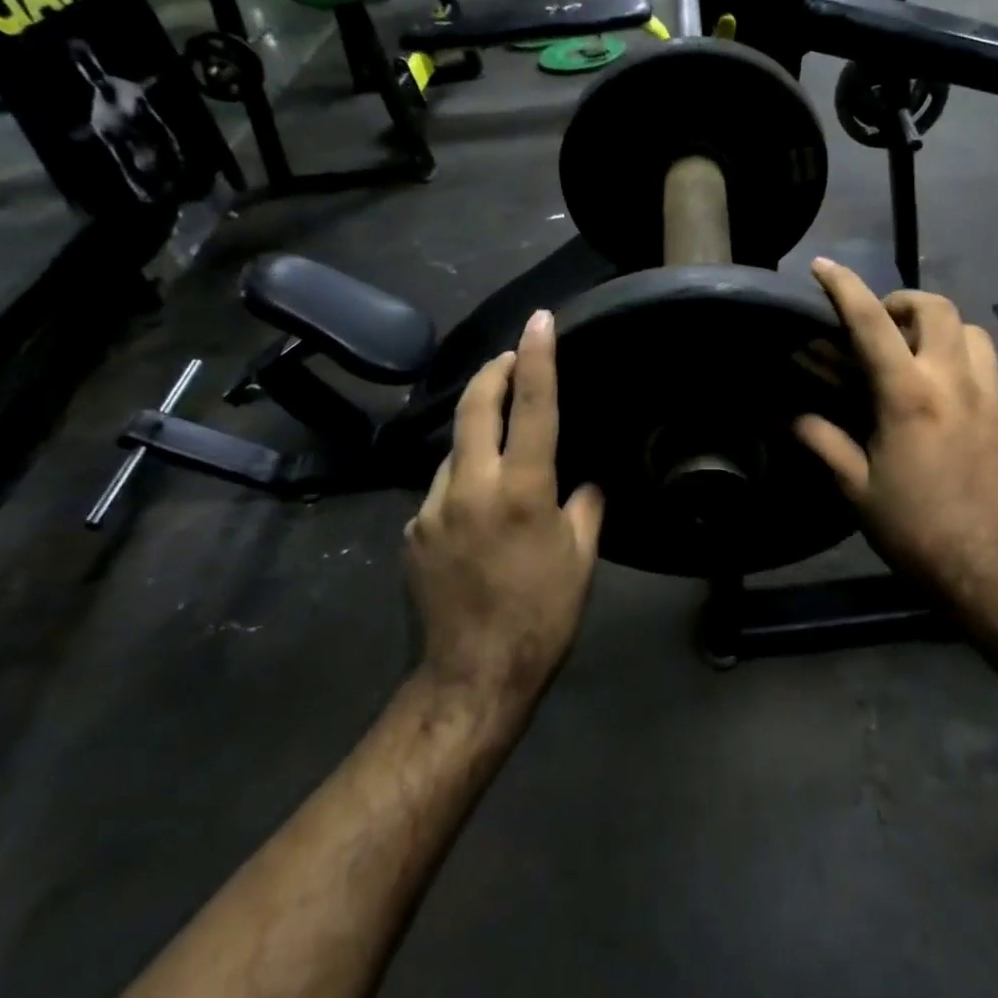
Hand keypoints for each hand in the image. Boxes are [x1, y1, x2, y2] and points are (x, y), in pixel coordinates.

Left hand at [405, 310, 603, 700]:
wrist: (472, 677)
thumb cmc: (542, 616)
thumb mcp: (581, 558)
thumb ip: (585, 506)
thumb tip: (583, 481)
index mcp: (520, 489)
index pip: (531, 406)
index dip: (538, 357)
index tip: (540, 320)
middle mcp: (469, 486)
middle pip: (474, 407)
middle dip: (492, 372)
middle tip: (510, 356)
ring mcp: (431, 508)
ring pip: (455, 450)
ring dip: (477, 434)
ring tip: (501, 447)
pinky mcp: (412, 531)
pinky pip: (442, 490)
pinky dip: (464, 482)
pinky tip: (479, 509)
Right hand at [795, 259, 997, 619]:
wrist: (997, 571)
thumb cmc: (916, 530)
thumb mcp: (857, 489)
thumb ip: (824, 442)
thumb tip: (792, 417)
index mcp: (909, 395)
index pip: (871, 322)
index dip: (844, 287)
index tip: (824, 266)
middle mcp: (956, 382)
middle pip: (937, 308)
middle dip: (905, 303)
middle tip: (884, 327)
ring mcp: (997, 397)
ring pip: (973, 333)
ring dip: (942, 332)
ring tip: (922, 359)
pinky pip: (994, 374)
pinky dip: (967, 372)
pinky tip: (954, 407)